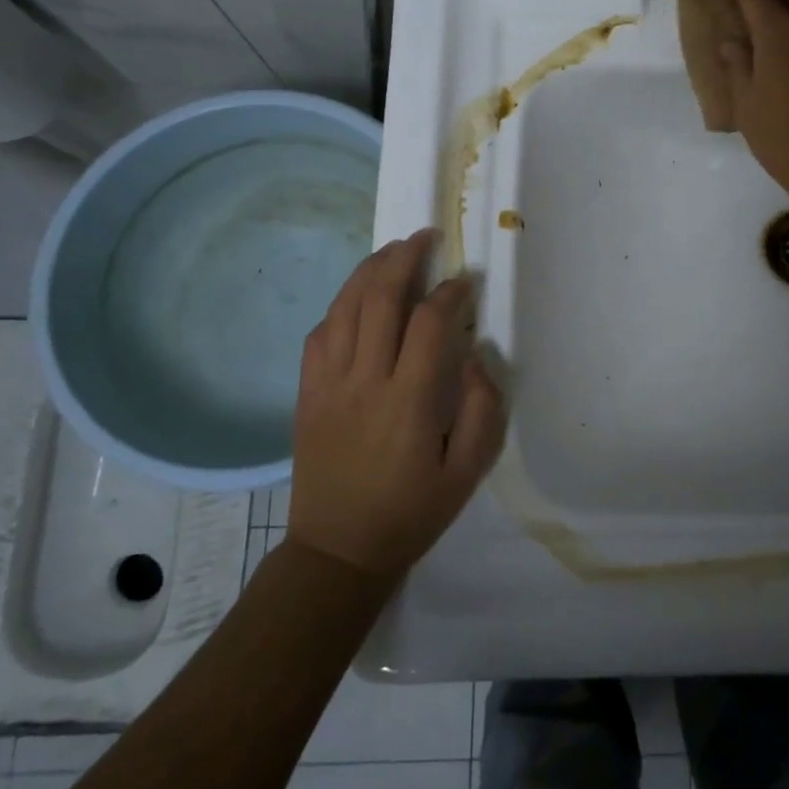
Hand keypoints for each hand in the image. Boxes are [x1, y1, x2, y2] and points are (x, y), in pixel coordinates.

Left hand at [287, 230, 504, 577]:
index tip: (465, 281)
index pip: (428, 324)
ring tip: (392, 251)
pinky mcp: (306, 394)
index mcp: (407, 401)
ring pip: (344, 308)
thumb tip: (476, 356)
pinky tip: (355, 299)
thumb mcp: (467, 472)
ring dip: (369, 272)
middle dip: (404, 259)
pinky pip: (319, 335)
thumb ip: (481, 409)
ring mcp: (327, 385)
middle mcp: (363, 381)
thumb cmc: (411, 512)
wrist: (338, 551)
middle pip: (379, 299)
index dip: (449, 293)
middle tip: (424, 237)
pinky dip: (340, 307)